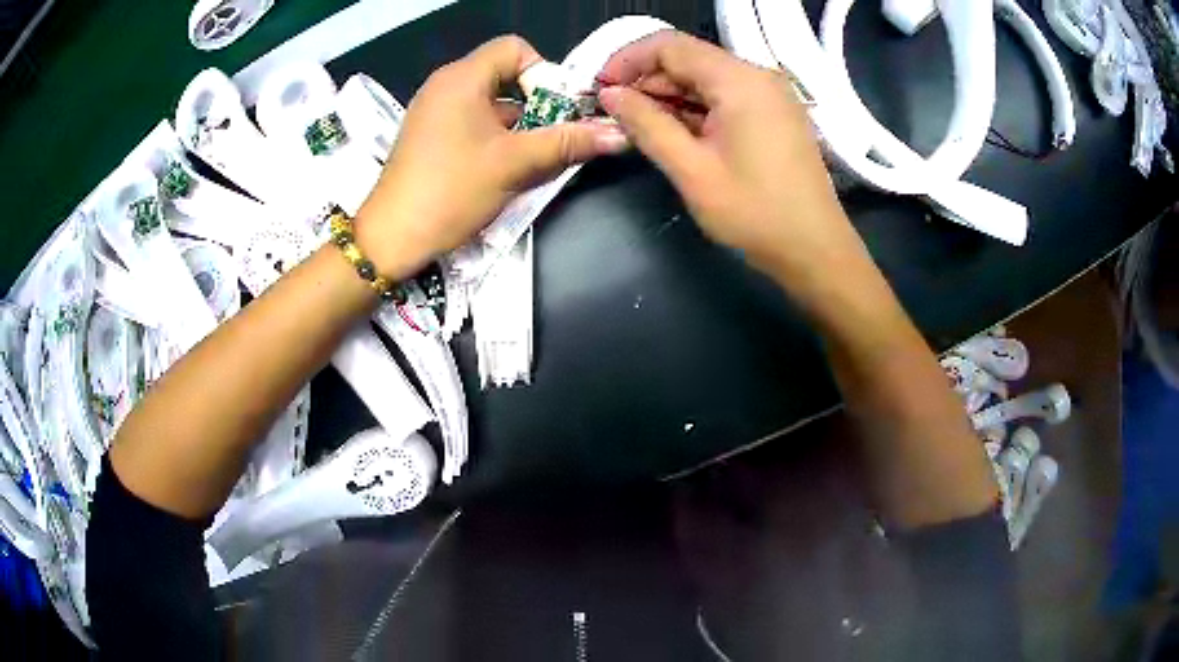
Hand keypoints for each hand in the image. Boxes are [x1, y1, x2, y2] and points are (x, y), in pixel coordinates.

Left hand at [356, 35, 628, 277]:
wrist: (392, 237)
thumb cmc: (451, 191)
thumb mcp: (515, 164)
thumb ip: (568, 143)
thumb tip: (618, 135)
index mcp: (462, 78)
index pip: (514, 48)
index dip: (542, 72)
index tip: (554, 109)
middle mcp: (446, 85)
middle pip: (505, 75)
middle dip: (536, 104)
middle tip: (553, 137)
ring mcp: (434, 111)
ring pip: (491, 103)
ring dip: (519, 126)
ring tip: (535, 159)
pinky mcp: (430, 136)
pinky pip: (473, 122)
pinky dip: (496, 138)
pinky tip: (506, 169)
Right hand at [597, 32, 869, 295]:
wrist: (815, 250)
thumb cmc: (754, 214)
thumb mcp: (691, 170)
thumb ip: (646, 125)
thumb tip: (610, 95)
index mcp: (739, 80)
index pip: (670, 45)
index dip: (627, 61)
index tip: (600, 89)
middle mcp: (757, 76)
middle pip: (689, 59)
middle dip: (647, 80)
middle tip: (616, 114)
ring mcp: (770, 94)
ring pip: (706, 78)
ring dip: (669, 96)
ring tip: (639, 126)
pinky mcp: (775, 114)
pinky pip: (725, 96)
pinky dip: (695, 108)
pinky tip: (675, 132)